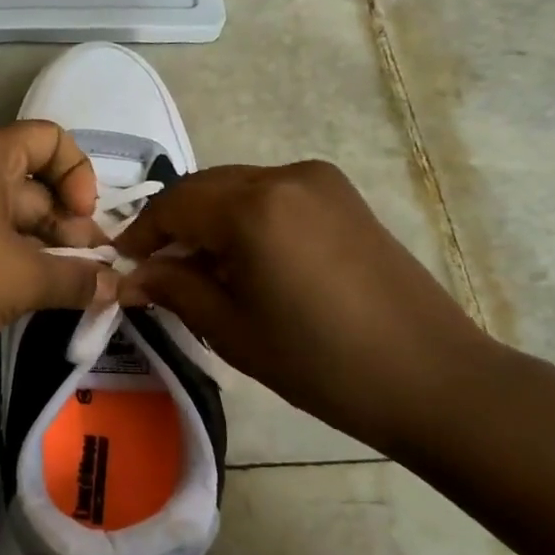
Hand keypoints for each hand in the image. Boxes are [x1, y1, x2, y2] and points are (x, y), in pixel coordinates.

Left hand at [0, 122, 115, 359]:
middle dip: (67, 228)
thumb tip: (115, 285)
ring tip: (65, 291)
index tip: (83, 222)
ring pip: (7, 217)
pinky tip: (26, 295)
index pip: (51, 139)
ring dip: (41, 250)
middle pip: (33, 184)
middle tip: (89, 274)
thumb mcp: (22, 279)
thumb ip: (76, 278)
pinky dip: (7, 260)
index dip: (79, 176)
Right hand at [113, 161, 500, 456]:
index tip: (122, 265)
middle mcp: (285, 176)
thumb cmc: (319, 361)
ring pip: (238, 189)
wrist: (431, 377)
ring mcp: (320, 182)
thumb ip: (173, 288)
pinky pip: (273, 196)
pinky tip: (244, 261)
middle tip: (154, 269)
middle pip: (205, 188)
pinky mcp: (344, 197)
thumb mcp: (230, 328)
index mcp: (253, 207)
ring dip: (208, 221)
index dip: (140, 233)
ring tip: (198, 271)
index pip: (173, 204)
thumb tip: (131, 276)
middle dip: (173, 224)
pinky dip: (244, 219)